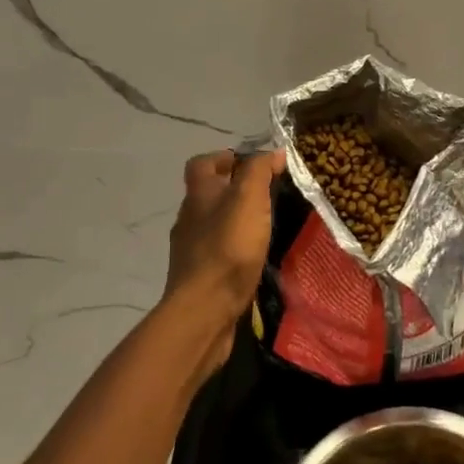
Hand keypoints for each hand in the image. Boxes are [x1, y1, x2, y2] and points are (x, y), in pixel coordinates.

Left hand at [161, 147, 285, 369]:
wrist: (203, 311)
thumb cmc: (227, 248)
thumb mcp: (248, 199)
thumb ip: (259, 172)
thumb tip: (274, 152)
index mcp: (198, 195)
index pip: (201, 164)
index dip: (222, 157)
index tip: (249, 163)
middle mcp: (189, 219)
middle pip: (207, 195)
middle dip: (232, 190)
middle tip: (265, 195)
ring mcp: (190, 251)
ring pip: (212, 225)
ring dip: (234, 221)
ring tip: (264, 226)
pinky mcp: (199, 278)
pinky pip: (216, 253)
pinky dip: (233, 250)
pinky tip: (253, 258)